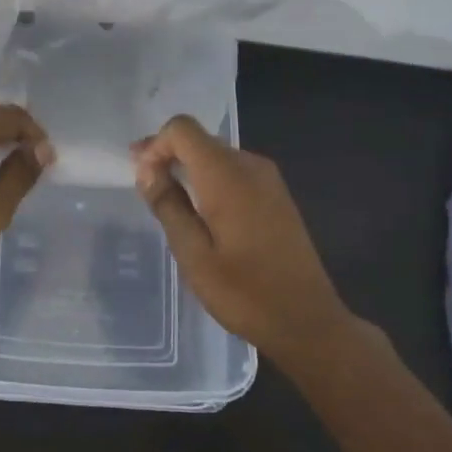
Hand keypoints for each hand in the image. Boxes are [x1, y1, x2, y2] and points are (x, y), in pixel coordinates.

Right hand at [132, 115, 351, 358]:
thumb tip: (146, 170)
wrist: (308, 322)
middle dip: (167, 155)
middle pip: (199, 139)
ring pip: (215, 154)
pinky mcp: (276, 195)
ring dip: (187, 168)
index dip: (156, 145)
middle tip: (144, 185)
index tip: (143, 178)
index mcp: (227, 175)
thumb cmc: (245, 293)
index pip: (182, 129)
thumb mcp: (193, 254)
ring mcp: (268, 179)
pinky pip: (233, 171)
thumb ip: (168, 205)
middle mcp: (250, 165)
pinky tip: (200, 209)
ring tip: (167, 198)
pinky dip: (209, 179)